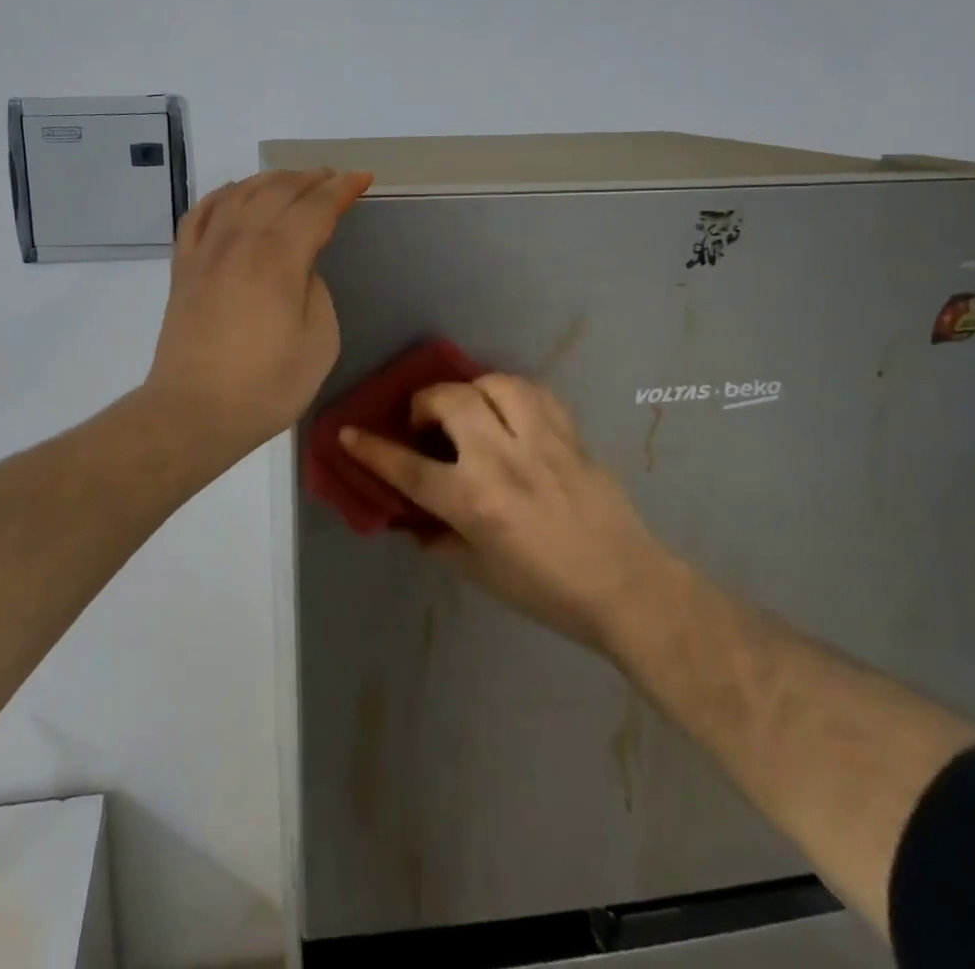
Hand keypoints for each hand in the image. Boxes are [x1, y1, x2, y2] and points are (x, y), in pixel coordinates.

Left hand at [144, 167, 372, 461]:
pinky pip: (200, 214)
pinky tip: (233, 195)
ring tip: (292, 180)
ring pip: (239, 193)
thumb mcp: (320, 343)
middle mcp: (240, 241)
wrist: (193, 412)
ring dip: (270, 179)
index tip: (362, 178)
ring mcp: (206, 251)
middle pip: (278, 190)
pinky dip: (221, 195)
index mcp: (279, 258)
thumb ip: (316, 291)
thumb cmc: (266, 386)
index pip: (316, 206)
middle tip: (333, 178)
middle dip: (311, 178)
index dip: (342, 188)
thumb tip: (301, 267)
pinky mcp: (183, 267)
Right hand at [340, 375, 662, 652]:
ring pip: (494, 384)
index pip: (408, 467)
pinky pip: (533, 391)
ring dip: (470, 391)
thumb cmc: (546, 590)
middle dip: (425, 403)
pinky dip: (511, 393)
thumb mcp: (478, 572)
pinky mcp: (570, 433)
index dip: (372, 449)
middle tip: (425, 423)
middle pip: (450, 402)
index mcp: (474, 502)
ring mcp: (540, 441)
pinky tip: (508, 410)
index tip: (349, 433)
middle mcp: (502, 461)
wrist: (624, 586)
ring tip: (469, 409)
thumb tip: (412, 513)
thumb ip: (439, 535)